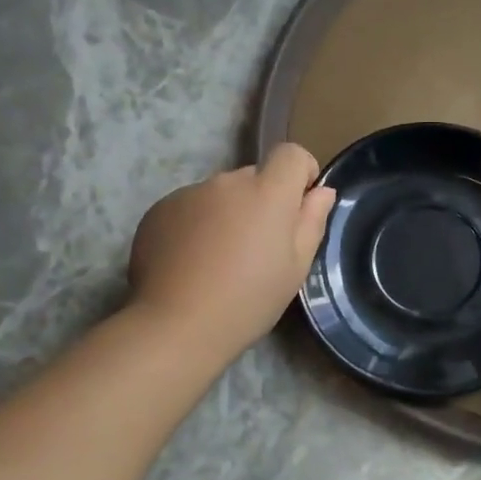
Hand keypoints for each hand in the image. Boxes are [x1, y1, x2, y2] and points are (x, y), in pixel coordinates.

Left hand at [128, 144, 335, 358]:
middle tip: (257, 249)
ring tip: (219, 261)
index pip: (291, 154)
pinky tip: (191, 264)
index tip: (299, 207)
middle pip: (254, 178)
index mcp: (267, 192)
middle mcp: (227, 182)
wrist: (176, 325)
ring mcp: (188, 193)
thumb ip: (311, 221)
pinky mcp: (159, 210)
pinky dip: (196, 227)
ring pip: (220, 195)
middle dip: (262, 202)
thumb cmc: (249, 300)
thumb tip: (321, 192)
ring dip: (227, 215)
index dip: (300, 174)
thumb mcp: (295, 268)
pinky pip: (190, 209)